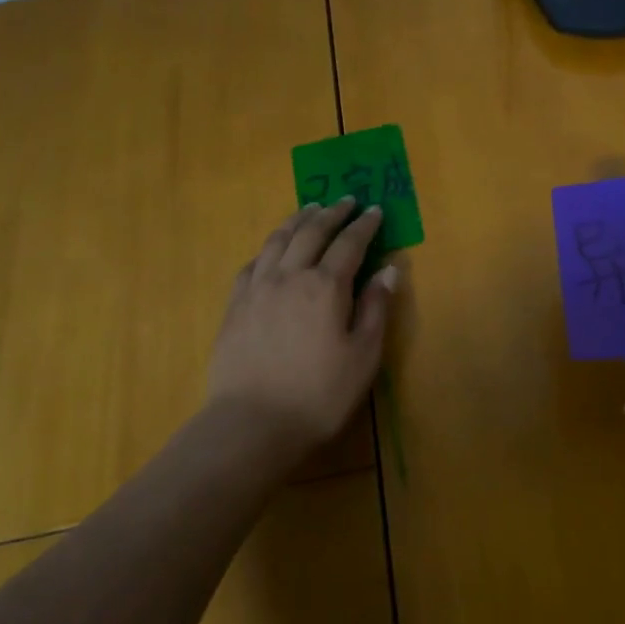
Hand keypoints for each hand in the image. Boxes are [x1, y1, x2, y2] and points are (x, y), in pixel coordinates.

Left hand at [207, 200, 396, 455]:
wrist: (252, 423)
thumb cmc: (319, 394)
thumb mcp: (363, 356)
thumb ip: (375, 308)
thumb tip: (389, 269)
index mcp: (326, 287)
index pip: (349, 244)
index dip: (364, 225)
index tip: (374, 210)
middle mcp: (290, 276)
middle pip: (312, 232)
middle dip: (331, 213)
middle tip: (344, 200)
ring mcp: (257, 289)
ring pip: (277, 240)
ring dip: (297, 220)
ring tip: (309, 209)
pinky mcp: (235, 306)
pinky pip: (252, 263)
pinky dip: (268, 248)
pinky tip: (272, 249)